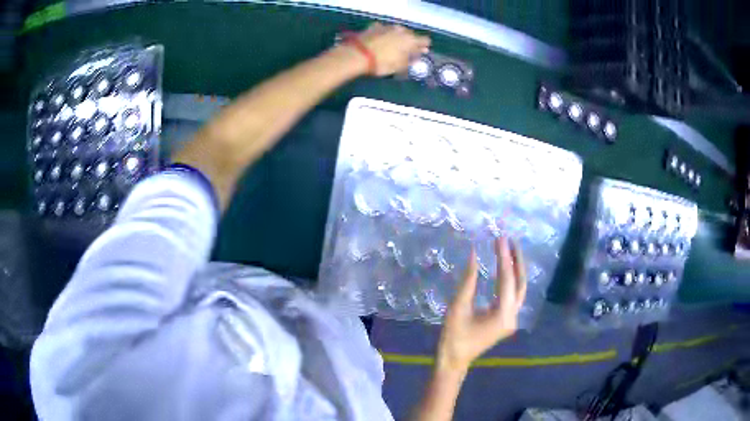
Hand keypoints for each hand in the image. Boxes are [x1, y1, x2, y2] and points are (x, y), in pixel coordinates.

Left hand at [356, 23, 430, 75]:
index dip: (424, 47)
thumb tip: (418, 56)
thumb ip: (412, 60)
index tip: (421, 52)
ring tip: (392, 46)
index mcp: (411, 40)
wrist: (358, 54)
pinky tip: (380, 40)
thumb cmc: (382, 63)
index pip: (426, 40)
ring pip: (398, 30)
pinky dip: (385, 34)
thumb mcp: (400, 66)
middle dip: (410, 42)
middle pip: (411, 34)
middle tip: (406, 51)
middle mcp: (401, 30)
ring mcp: (387, 26)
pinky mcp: (374, 26)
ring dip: (397, 37)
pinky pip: (384, 29)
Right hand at [436, 236, 526, 373]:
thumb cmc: (453, 336)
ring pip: (519, 289)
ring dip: (516, 269)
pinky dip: (511, 280)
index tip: (500, 238)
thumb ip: (468, 281)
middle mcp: (512, 316)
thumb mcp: (458, 307)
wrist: (454, 360)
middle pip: (520, 283)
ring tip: (509, 249)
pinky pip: (513, 295)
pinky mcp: (506, 320)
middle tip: (510, 240)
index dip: (503, 257)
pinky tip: (506, 269)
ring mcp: (511, 319)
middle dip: (516, 260)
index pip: (506, 279)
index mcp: (502, 314)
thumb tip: (474, 255)